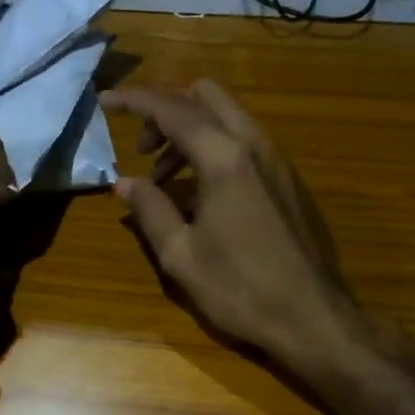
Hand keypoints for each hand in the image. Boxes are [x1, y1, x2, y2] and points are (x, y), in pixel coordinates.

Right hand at [104, 81, 360, 369]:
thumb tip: (124, 182)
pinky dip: (211, 147)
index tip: (104, 102)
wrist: (311, 318)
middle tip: (139, 147)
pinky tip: (196, 193)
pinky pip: (242, 141)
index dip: (134, 101)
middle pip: (204, 96)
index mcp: (224, 158)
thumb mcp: (179, 254)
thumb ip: (149, 209)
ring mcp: (275, 160)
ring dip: (188, 131)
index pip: (171, 109)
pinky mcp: (286, 179)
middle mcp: (253, 145)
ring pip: (226, 117)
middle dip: (165, 108)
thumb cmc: (239, 289)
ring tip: (160, 178)